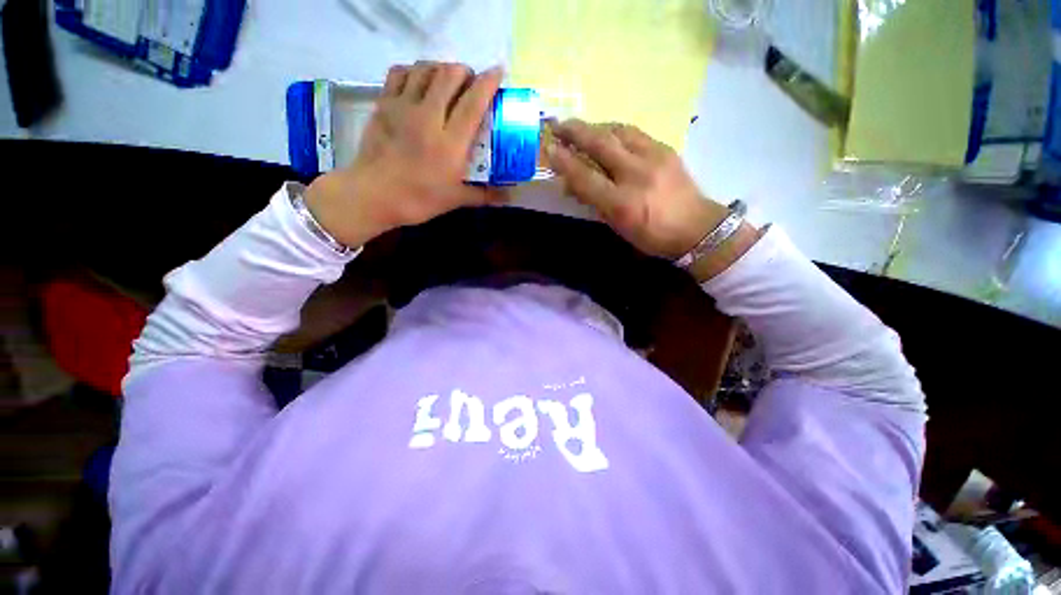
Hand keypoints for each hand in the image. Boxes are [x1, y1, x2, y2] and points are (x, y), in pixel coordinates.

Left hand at [305, 62, 503, 247]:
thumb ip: (485, 194)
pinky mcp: (384, 104)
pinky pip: (400, 73)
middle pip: (449, 75)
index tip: (498, 73)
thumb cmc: (419, 200)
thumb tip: (509, 196)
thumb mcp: (456, 199)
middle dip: (465, 72)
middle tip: (471, 83)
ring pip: (425, 68)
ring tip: (447, 80)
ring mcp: (404, 107)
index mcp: (450, 143)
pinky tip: (420, 81)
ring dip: (441, 68)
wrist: (374, 196)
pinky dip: (414, 70)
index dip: (488, 82)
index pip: (473, 102)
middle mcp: (429, 117)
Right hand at [546, 119, 757, 279]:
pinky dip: (614, 130)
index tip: (548, 149)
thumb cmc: (652, 236)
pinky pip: (634, 133)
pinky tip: (607, 132)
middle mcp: (636, 175)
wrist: (696, 227)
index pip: (585, 177)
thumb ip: (594, 203)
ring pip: (617, 132)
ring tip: (580, 128)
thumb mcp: (618, 226)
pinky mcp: (665, 148)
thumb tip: (571, 184)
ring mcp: (653, 157)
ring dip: (594, 127)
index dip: (564, 162)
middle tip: (557, 124)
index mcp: (622, 203)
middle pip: (600, 144)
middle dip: (575, 131)